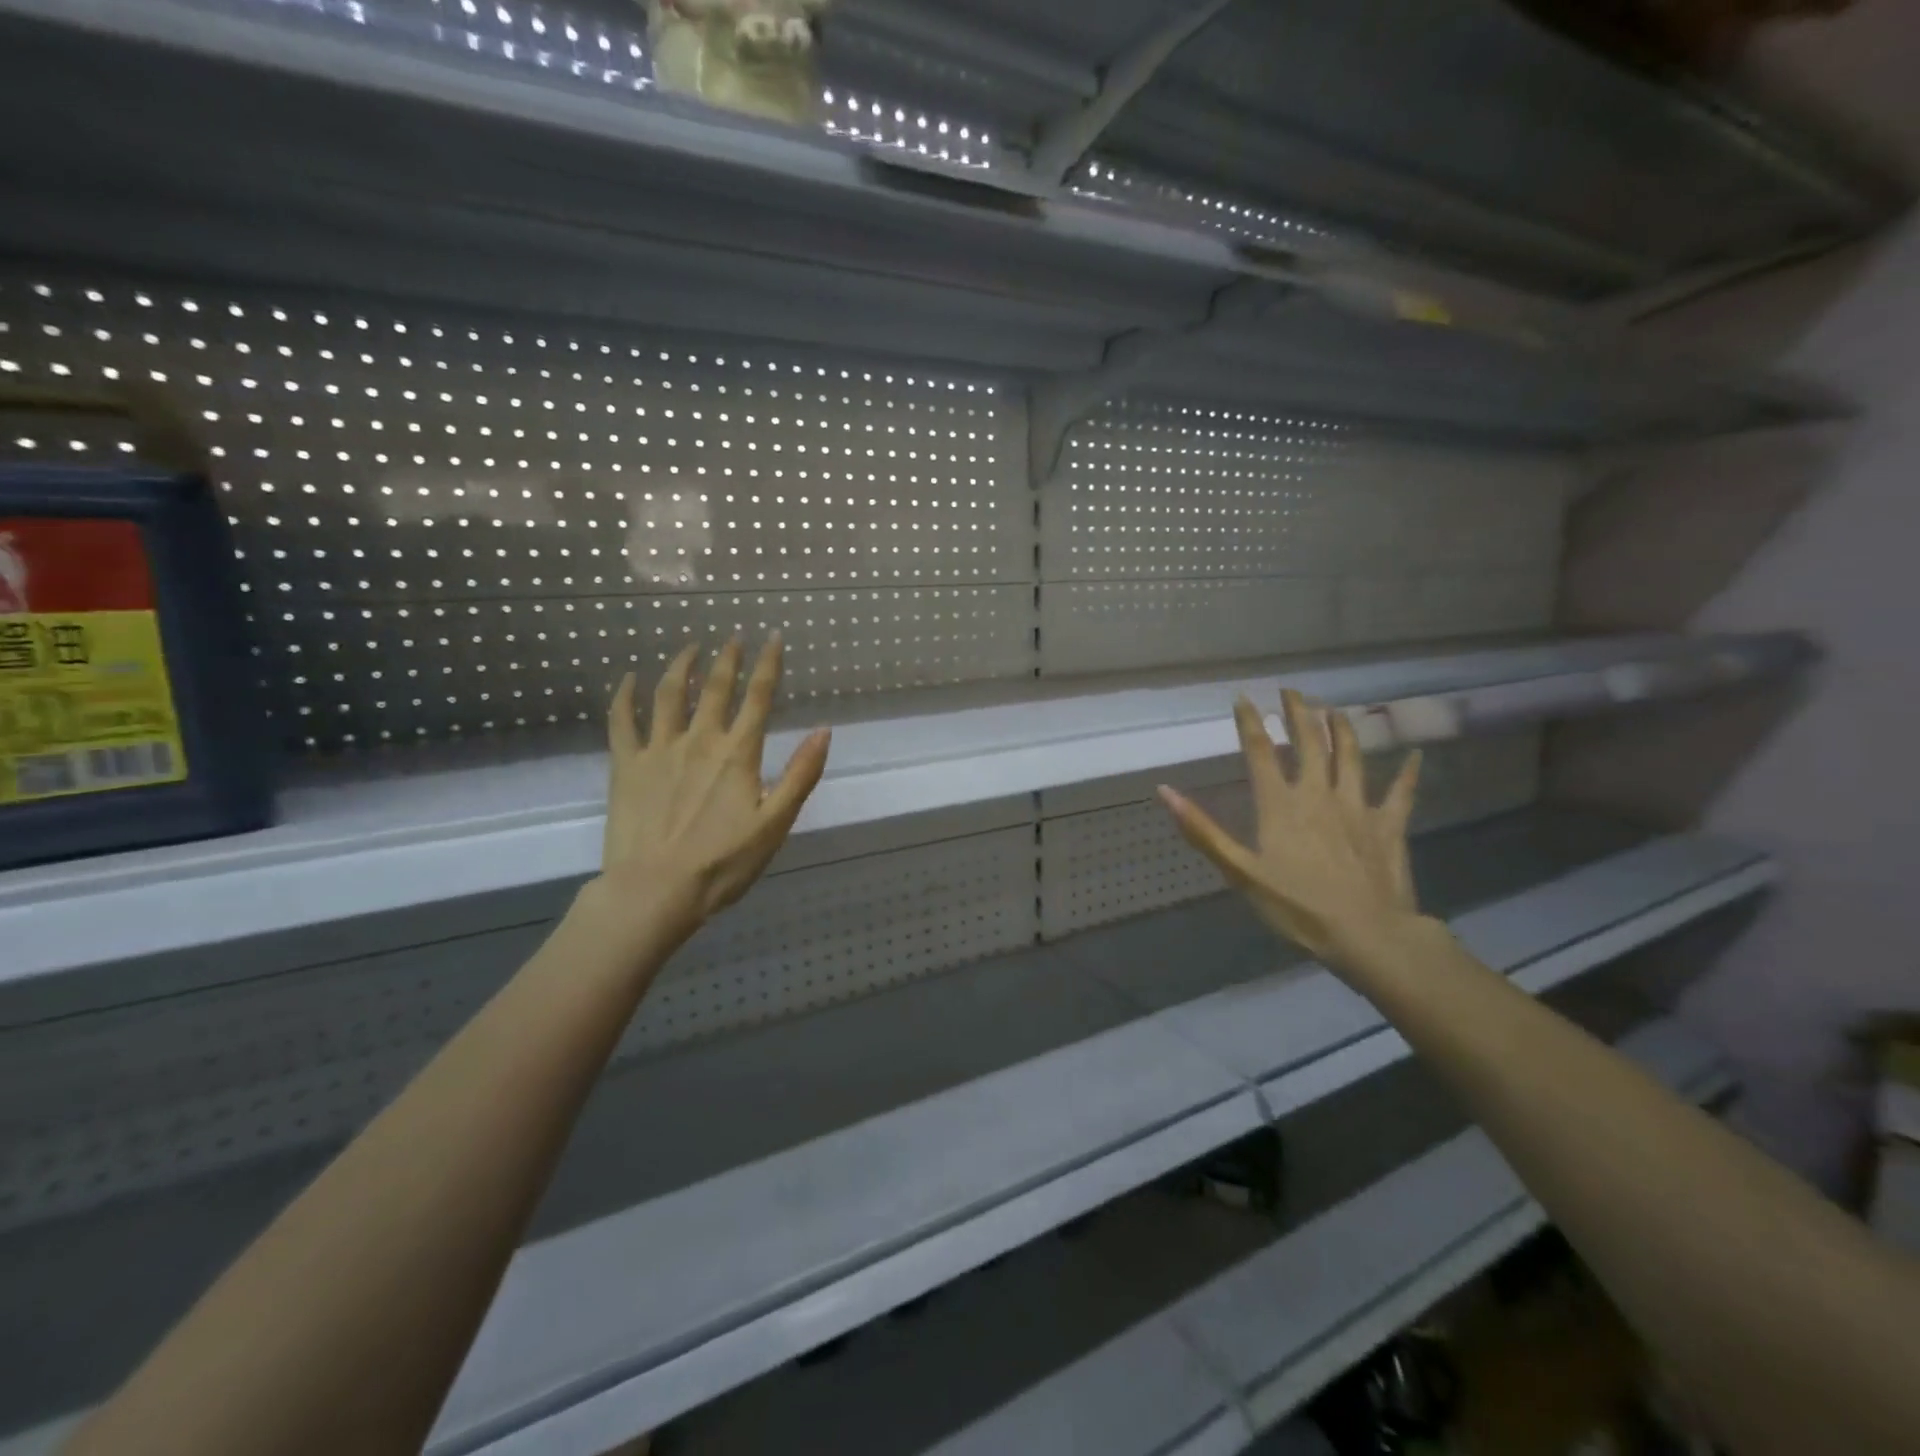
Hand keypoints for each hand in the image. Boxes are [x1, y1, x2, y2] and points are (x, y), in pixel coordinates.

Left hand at [588, 635, 829, 947]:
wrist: (655, 891)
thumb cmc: (723, 863)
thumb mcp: (775, 824)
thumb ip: (801, 775)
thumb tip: (823, 731)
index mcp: (738, 754)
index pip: (758, 697)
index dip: (768, 664)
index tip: (773, 637)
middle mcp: (699, 740)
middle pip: (715, 688)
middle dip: (728, 658)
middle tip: (734, 637)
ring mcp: (658, 750)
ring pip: (668, 694)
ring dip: (681, 666)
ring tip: (690, 647)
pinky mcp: (625, 766)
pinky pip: (622, 721)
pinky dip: (625, 695)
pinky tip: (629, 678)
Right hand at [1159, 688, 1422, 971]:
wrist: (1368, 935)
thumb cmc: (1297, 906)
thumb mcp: (1239, 872)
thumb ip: (1203, 830)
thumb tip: (1165, 792)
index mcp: (1280, 804)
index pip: (1259, 751)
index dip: (1250, 722)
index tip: (1244, 698)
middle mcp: (1318, 794)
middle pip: (1309, 743)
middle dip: (1298, 712)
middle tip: (1291, 690)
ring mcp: (1358, 806)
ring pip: (1351, 756)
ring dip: (1342, 728)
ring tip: (1333, 708)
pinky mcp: (1388, 825)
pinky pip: (1401, 793)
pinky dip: (1408, 772)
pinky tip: (1415, 755)